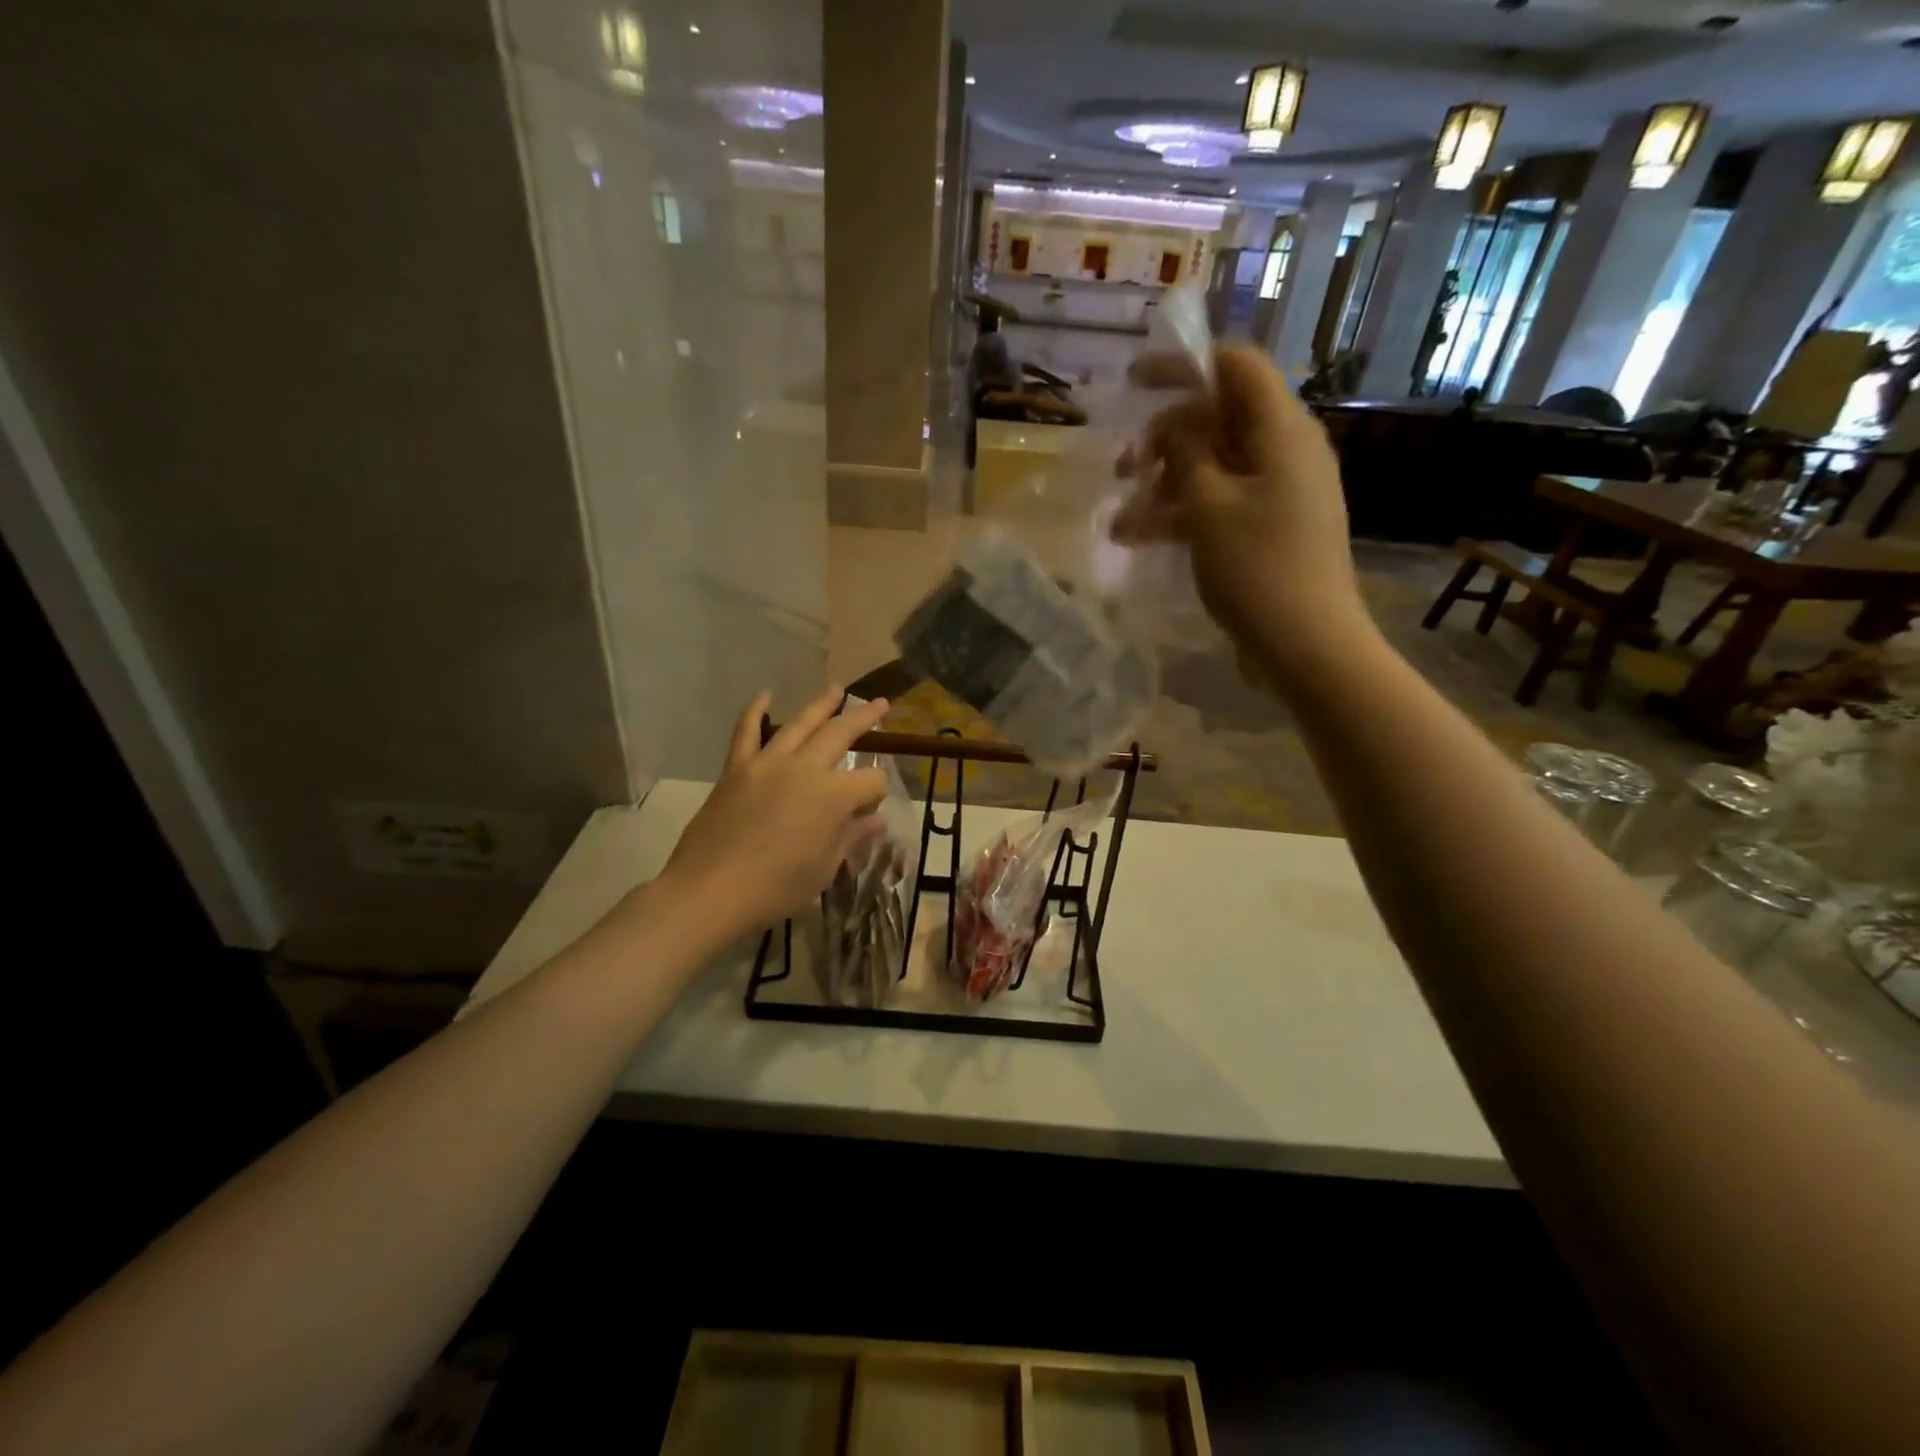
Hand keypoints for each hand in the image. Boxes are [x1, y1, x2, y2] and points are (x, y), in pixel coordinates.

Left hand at [659, 687, 890, 936]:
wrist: (711, 891)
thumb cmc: (777, 888)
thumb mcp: (824, 868)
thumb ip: (851, 837)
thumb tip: (875, 820)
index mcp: (834, 796)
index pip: (870, 781)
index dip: (876, 794)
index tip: (869, 812)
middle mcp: (805, 768)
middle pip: (841, 734)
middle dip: (864, 718)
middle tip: (879, 704)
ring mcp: (768, 763)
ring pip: (800, 724)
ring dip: (821, 704)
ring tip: (836, 689)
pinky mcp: (737, 768)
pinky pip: (746, 732)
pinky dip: (754, 711)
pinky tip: (764, 696)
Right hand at [1110, 344, 1374, 683]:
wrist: (1308, 647)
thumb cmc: (1258, 570)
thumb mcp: (1209, 507)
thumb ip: (1186, 453)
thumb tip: (1174, 423)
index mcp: (1282, 431)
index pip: (1237, 367)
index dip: (1185, 366)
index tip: (1134, 383)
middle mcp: (1286, 451)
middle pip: (1219, 419)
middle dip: (1164, 440)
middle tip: (1123, 469)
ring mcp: (1280, 492)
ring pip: (1213, 467)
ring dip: (1165, 487)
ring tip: (1122, 524)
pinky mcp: (1270, 528)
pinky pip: (1222, 503)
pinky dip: (1184, 514)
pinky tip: (1142, 539)